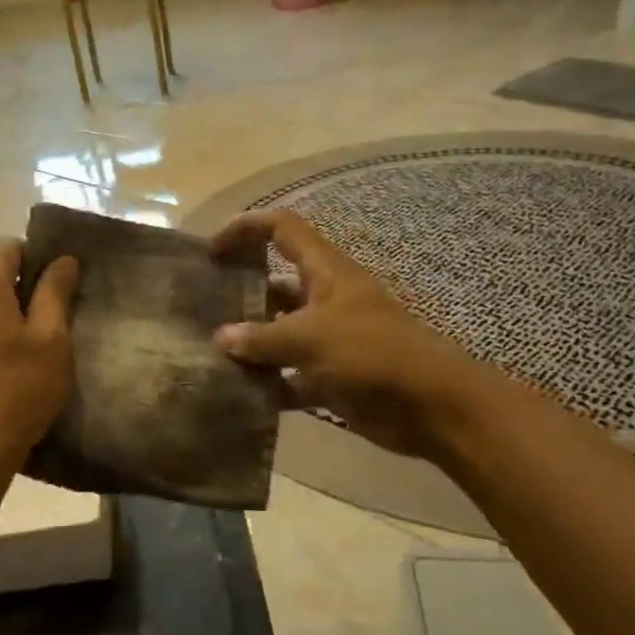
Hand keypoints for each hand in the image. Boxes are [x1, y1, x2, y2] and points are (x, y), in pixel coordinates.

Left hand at [0, 240, 79, 484]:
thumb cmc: (17, 393)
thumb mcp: (51, 341)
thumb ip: (56, 292)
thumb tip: (63, 259)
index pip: (7, 245)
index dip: (37, 257)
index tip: (59, 286)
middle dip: (21, 288)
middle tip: (52, 321)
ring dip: (2, 315)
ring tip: (28, 349)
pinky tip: (2, 370)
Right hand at [212, 211, 494, 459]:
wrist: (432, 406)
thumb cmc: (372, 355)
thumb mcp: (311, 338)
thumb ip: (262, 338)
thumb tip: (220, 338)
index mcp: (326, 272)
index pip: (283, 230)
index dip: (247, 228)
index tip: (213, 248)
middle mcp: (326, 299)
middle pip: (277, 283)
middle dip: (243, 291)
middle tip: (202, 307)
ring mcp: (331, 339)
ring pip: (282, 332)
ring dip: (252, 342)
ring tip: (210, 352)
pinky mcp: (334, 375)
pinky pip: (292, 374)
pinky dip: (270, 382)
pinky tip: (240, 393)